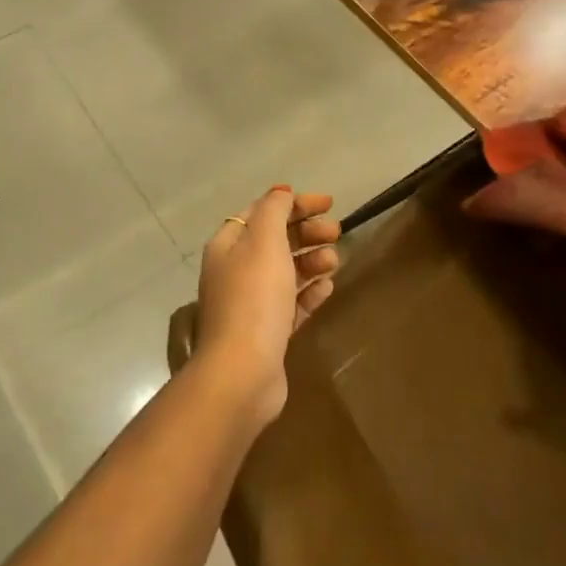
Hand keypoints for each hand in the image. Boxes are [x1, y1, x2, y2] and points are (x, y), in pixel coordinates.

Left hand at [195, 187, 340, 424]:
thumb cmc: (254, 298)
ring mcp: (250, 304)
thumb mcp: (264, 241)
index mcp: (228, 246)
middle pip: (274, 240)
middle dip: (306, 232)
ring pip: (285, 272)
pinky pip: (291, 303)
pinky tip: (327, 288)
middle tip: (336, 232)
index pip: (261, 212)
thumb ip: (274, 211)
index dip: (293, 203)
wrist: (243, 372)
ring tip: (334, 261)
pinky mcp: (266, 332)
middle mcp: (234, 271)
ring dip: (311, 260)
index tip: (329, 203)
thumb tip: (280, 193)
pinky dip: (309, 292)